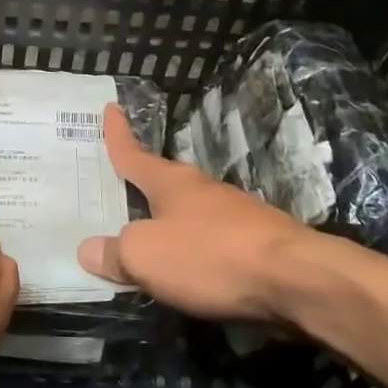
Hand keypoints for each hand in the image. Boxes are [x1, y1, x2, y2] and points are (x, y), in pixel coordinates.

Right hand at [77, 104, 357, 322]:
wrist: (298, 280)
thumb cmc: (211, 256)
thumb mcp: (146, 256)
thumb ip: (115, 252)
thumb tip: (88, 249)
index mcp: (171, 183)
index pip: (134, 154)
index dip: (118, 134)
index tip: (111, 108)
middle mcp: (202, 190)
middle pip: (164, 183)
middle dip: (142, 185)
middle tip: (119, 187)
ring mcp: (235, 215)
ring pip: (190, 212)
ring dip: (170, 221)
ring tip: (150, 237)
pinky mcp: (258, 244)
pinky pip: (212, 241)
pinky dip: (194, 249)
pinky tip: (191, 269)